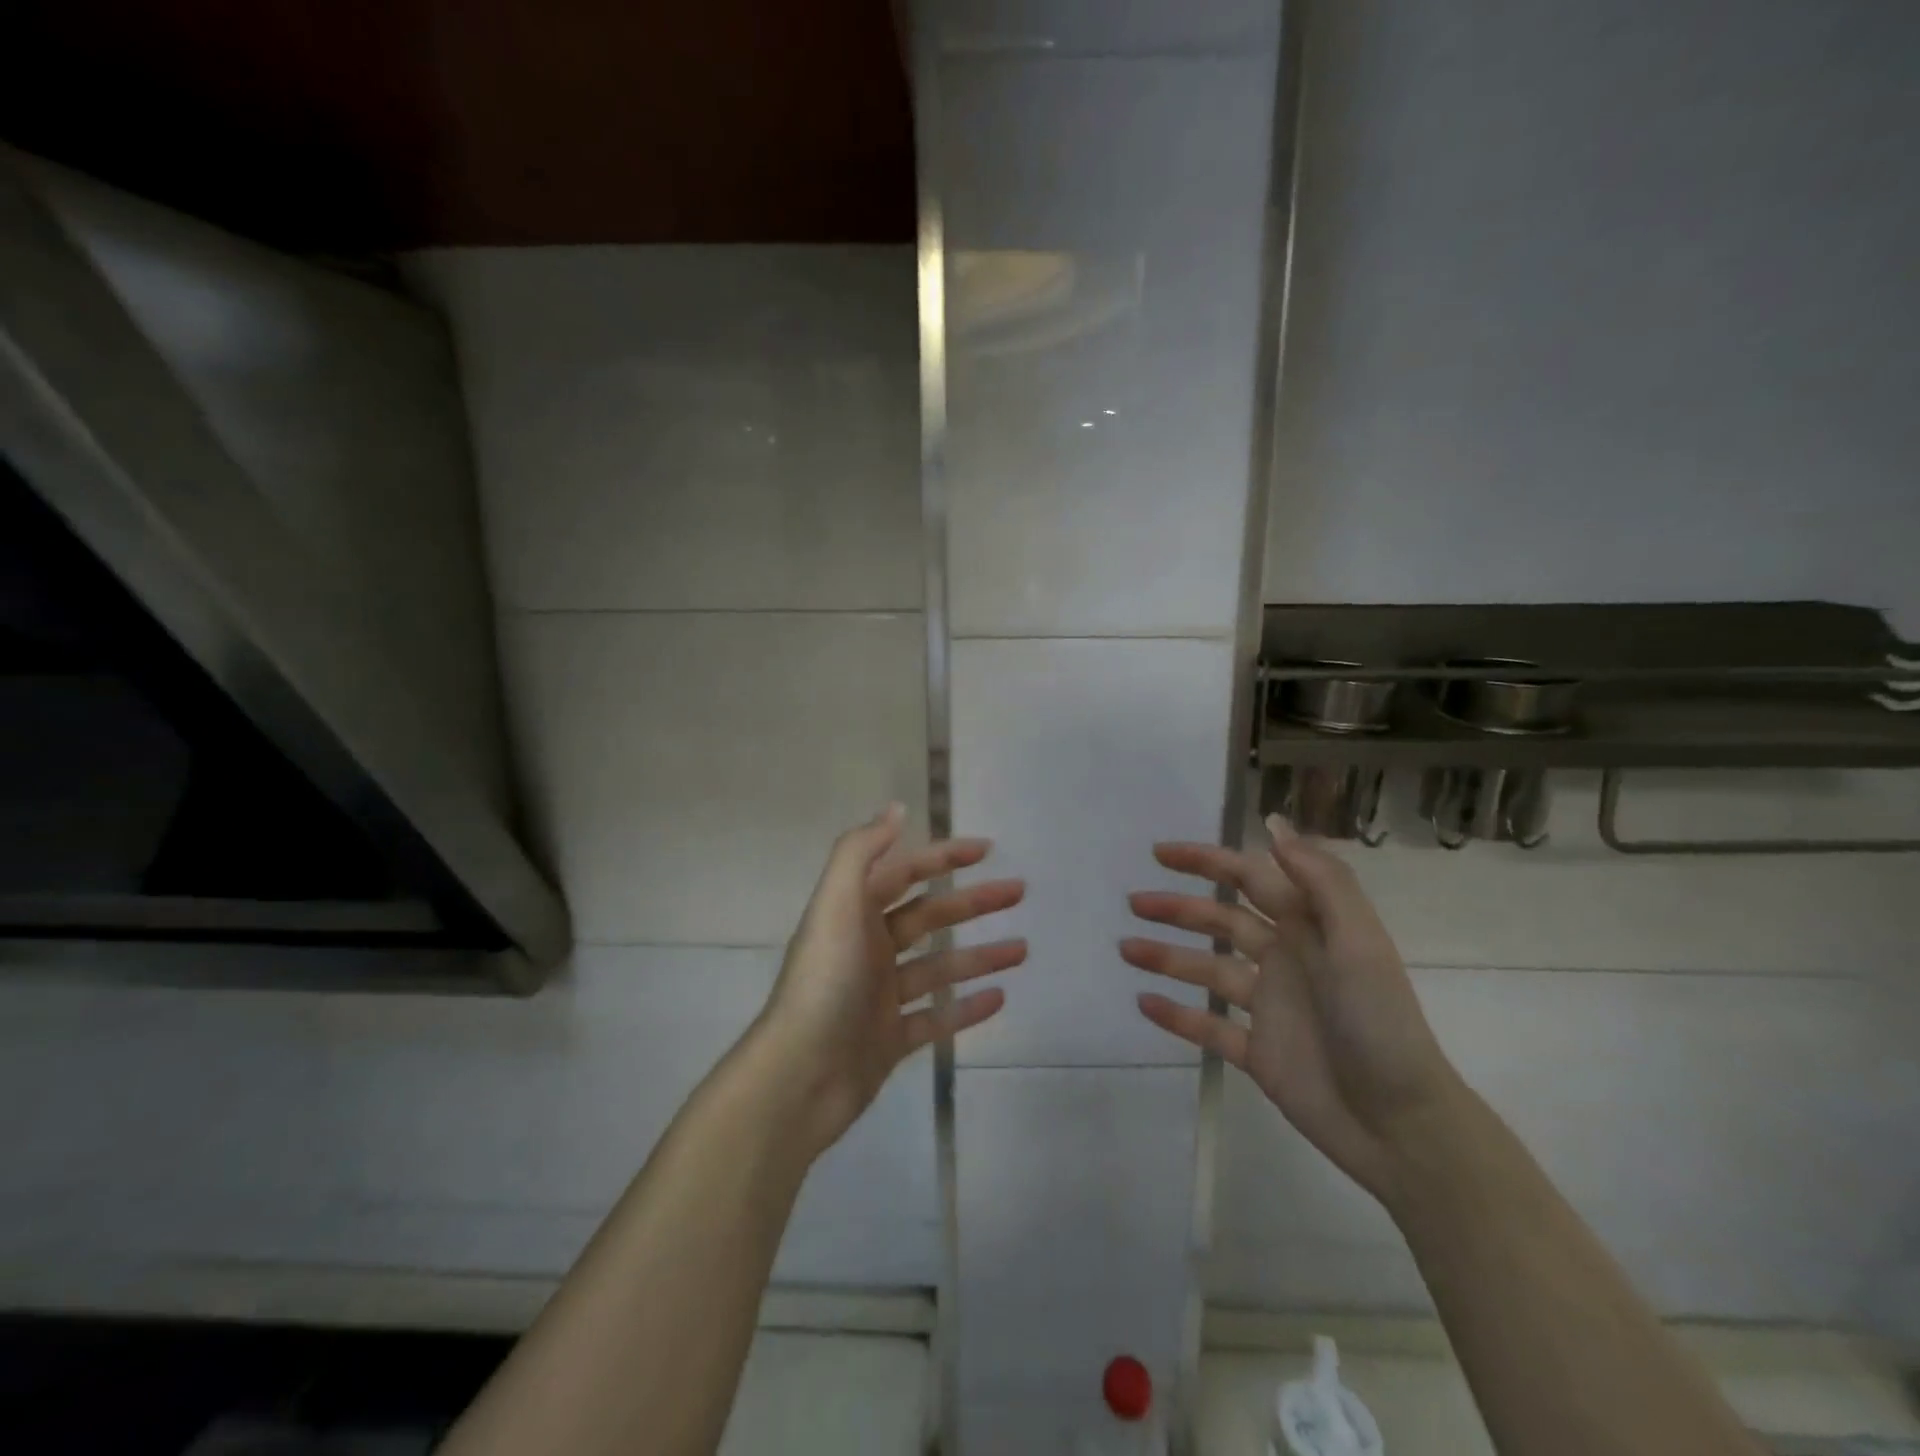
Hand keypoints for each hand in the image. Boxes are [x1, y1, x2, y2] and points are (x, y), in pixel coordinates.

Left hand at [758, 804, 1026, 1158]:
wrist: (799, 1077)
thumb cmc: (824, 982)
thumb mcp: (836, 905)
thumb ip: (861, 852)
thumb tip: (896, 808)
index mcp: (853, 914)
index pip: (904, 873)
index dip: (942, 857)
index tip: (986, 849)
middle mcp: (867, 949)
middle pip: (929, 917)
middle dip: (973, 902)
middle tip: (1018, 892)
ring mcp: (880, 997)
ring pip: (939, 968)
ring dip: (980, 955)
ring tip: (1022, 950)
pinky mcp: (890, 1040)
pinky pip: (937, 1018)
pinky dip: (967, 1008)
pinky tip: (1000, 998)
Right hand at [1123, 814, 1457, 1200]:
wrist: (1401, 1126)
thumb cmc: (1379, 1024)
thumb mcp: (1357, 943)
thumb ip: (1320, 880)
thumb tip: (1273, 823)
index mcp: (1309, 928)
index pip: (1251, 879)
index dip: (1208, 861)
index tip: (1161, 852)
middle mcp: (1286, 959)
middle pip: (1221, 921)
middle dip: (1178, 908)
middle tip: (1134, 901)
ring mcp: (1269, 1007)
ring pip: (1207, 970)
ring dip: (1167, 957)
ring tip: (1125, 948)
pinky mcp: (1258, 1051)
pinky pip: (1208, 1027)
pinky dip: (1177, 1015)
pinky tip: (1144, 1002)